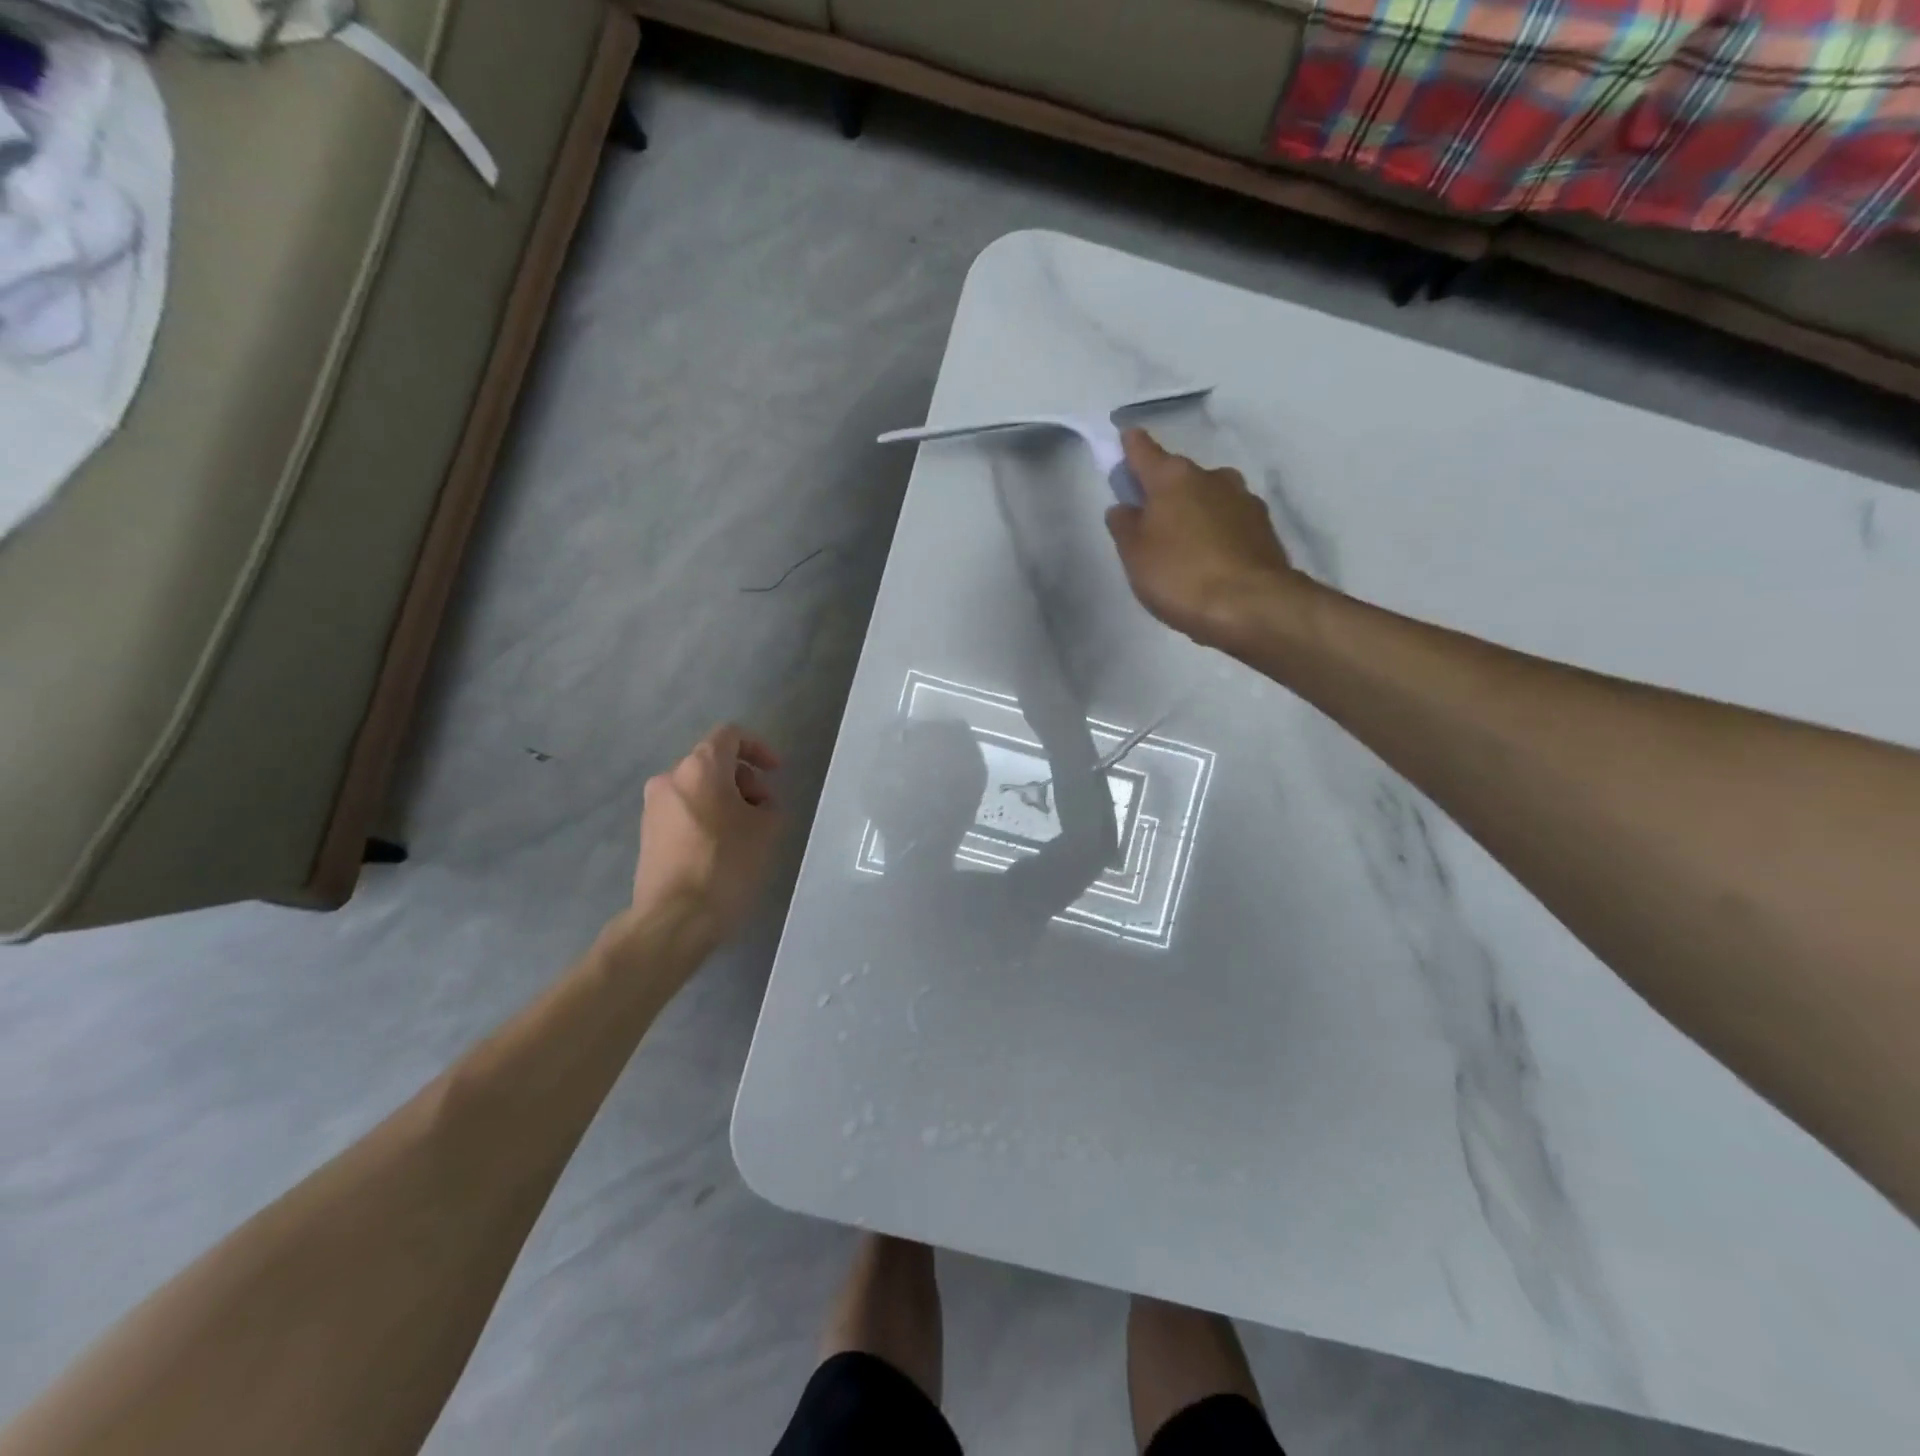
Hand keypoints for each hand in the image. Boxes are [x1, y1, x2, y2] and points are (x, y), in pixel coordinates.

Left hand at [625, 724, 782, 942]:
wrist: (674, 918)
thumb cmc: (726, 864)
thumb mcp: (767, 829)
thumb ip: (768, 804)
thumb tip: (756, 806)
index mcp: (700, 767)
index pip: (730, 735)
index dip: (759, 748)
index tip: (776, 773)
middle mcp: (670, 778)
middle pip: (713, 763)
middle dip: (744, 780)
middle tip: (765, 811)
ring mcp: (653, 807)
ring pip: (698, 789)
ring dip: (726, 801)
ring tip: (747, 834)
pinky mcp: (647, 835)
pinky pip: (684, 812)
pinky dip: (707, 818)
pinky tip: (722, 849)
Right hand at [1106, 430, 1300, 647]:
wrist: (1252, 606)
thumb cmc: (1180, 576)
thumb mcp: (1135, 555)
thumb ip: (1125, 526)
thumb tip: (1124, 507)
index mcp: (1174, 478)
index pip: (1144, 450)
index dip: (1130, 446)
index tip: (1125, 439)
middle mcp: (1213, 477)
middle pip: (1179, 477)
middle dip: (1164, 491)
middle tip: (1150, 520)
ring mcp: (1244, 501)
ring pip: (1209, 498)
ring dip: (1194, 513)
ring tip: (1183, 547)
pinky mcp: (1265, 529)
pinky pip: (1230, 523)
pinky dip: (1217, 533)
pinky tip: (1210, 561)